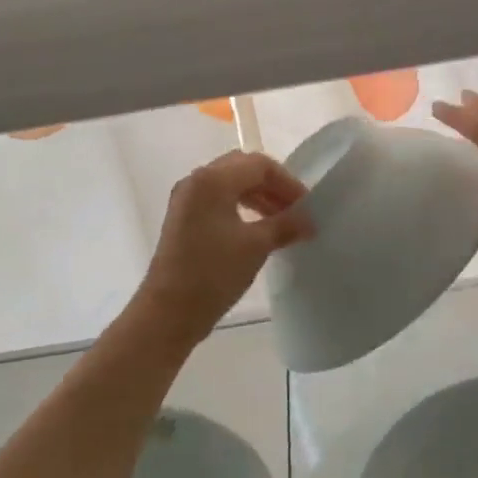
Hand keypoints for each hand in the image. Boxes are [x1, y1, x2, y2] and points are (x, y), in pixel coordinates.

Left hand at [131, 150, 312, 346]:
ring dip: (258, 196)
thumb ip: (285, 224)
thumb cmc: (214, 273)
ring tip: (282, 220)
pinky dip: (241, 206)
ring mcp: (186, 199)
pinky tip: (258, 228)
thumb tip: (308, 220)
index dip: (287, 182)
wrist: (169, 312)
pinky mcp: (183, 218)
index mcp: (213, 180)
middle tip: (295, 209)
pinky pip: (218, 199)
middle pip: (243, 168)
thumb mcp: (256, 246)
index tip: (307, 206)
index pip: (259, 165)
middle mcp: (196, 180)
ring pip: (230, 184)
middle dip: (272, 185)